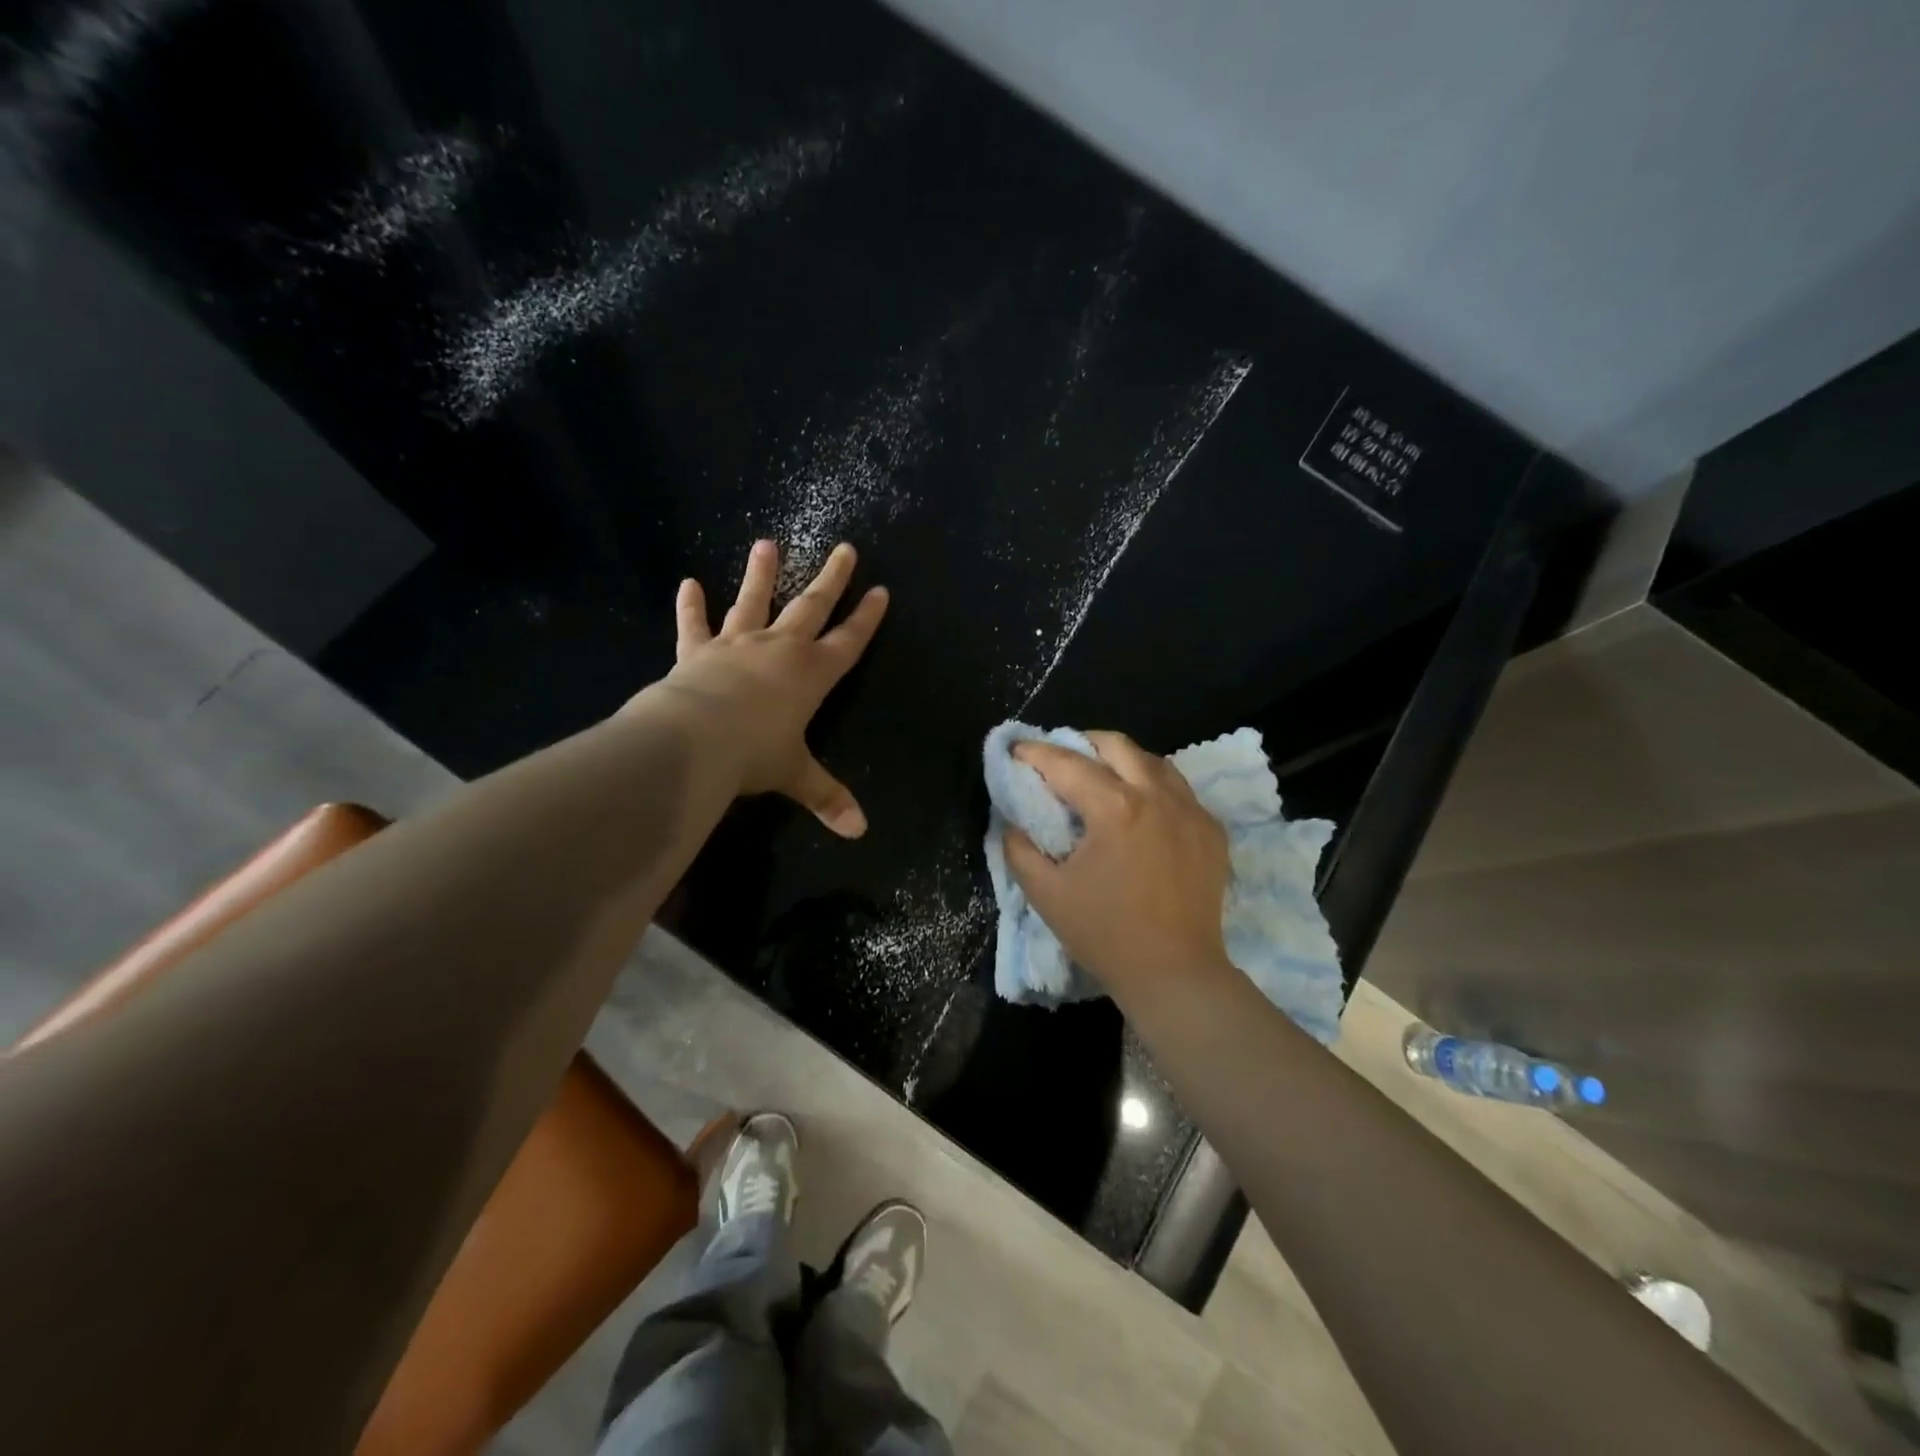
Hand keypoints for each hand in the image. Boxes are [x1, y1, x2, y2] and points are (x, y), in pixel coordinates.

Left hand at [645, 539, 887, 836]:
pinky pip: (695, 625)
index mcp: (812, 674)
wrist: (695, 740)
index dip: (866, 618)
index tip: (880, 590)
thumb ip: (827, 797)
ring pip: (753, 602)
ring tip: (766, 543)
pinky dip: (690, 606)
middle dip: (831, 579)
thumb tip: (859, 832)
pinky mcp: (698, 652)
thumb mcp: (796, 776)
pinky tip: (687, 583)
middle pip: (811, 607)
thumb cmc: (755, 754)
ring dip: (761, 574)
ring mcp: (737, 645)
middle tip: (844, 548)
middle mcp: (779, 650)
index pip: (848, 641)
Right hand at [1004, 731, 1232, 996]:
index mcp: (1114, 808)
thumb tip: (1012, 820)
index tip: (1016, 749)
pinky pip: (1179, 789)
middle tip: (1060, 759)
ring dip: (1121, 760)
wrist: (1175, 974)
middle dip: (1081, 742)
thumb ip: (1019, 848)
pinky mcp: (1212, 830)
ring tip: (1101, 777)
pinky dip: (1153, 786)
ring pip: (1153, 761)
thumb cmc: (1104, 934)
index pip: (1067, 764)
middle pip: (1116, 745)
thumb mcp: (1045, 893)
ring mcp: (1191, 811)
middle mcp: (1156, 796)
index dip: (1035, 752)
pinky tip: (1141, 808)